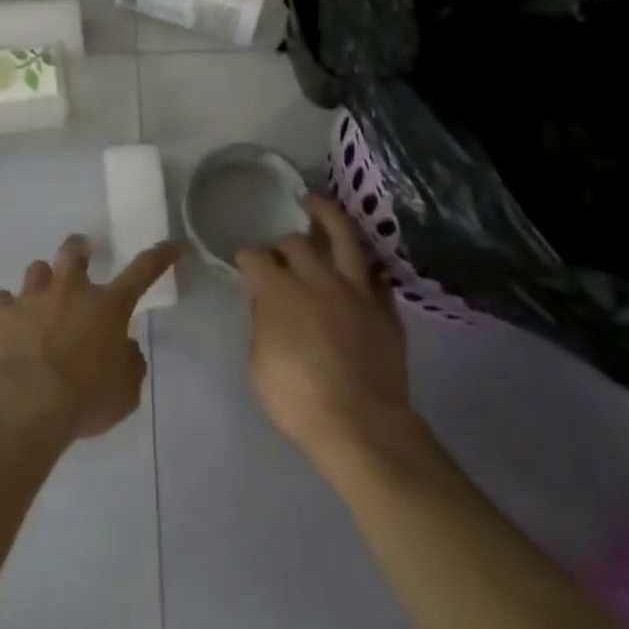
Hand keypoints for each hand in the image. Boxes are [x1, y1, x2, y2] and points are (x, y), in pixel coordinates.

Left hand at [0, 236, 179, 442]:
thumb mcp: (125, 391)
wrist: (26, 404)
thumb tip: (125, 348)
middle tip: (80, 258)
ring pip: (37, 269)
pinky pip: (2, 301)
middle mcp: (70, 291)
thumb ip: (129, 363)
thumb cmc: (84, 399)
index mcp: (107, 306)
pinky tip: (8, 326)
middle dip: (79, 250)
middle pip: (73, 251)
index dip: (159, 256)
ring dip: (42, 281)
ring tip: (40, 300)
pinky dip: (7, 310)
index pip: (142, 271)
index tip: (172, 246)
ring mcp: (31, 298)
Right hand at [238, 195, 415, 467]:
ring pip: (343, 236)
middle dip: (282, 242)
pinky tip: (356, 266)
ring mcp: (356, 290)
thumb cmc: (298, 399)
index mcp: (279, 291)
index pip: (256, 258)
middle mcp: (317, 279)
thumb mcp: (259, 364)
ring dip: (326, 215)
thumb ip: (262, 325)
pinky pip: (375, 276)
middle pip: (296, 242)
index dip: (246, 257)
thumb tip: (267, 305)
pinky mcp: (384, 308)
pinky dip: (362, 268)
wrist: (362, 426)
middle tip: (278, 250)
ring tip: (314, 202)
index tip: (243, 262)